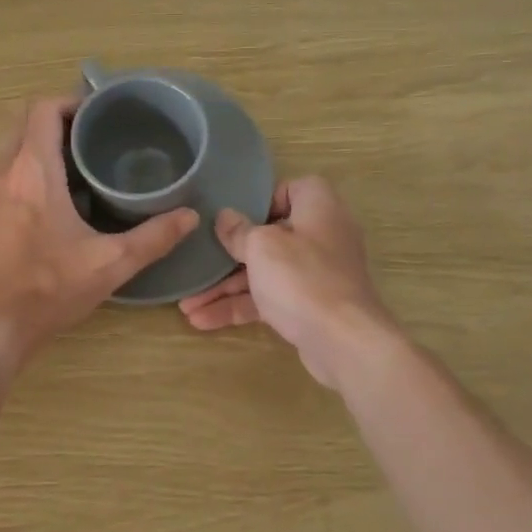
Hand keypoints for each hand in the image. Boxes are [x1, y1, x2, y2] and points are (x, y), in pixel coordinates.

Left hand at [0, 97, 198, 368]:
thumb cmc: (47, 288)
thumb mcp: (110, 263)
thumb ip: (153, 238)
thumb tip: (190, 216)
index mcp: (32, 171)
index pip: (43, 110)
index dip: (71, 102)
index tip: (100, 114)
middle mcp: (3, 172)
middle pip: (24, 122)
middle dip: (57, 120)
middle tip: (93, 136)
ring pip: (11, 147)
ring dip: (39, 143)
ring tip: (78, 162)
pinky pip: (4, 171)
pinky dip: (26, 167)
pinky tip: (55, 196)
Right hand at [178, 176, 399, 386]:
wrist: (344, 342)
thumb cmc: (302, 278)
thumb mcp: (262, 247)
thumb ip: (239, 231)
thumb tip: (225, 217)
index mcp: (319, 207)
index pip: (291, 189)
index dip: (261, 201)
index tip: (234, 217)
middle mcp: (321, 236)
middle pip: (270, 236)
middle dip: (229, 254)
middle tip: (197, 262)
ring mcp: (315, 274)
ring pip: (265, 272)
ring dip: (226, 288)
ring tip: (187, 304)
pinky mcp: (309, 306)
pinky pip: (270, 299)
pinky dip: (240, 307)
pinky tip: (203, 320)